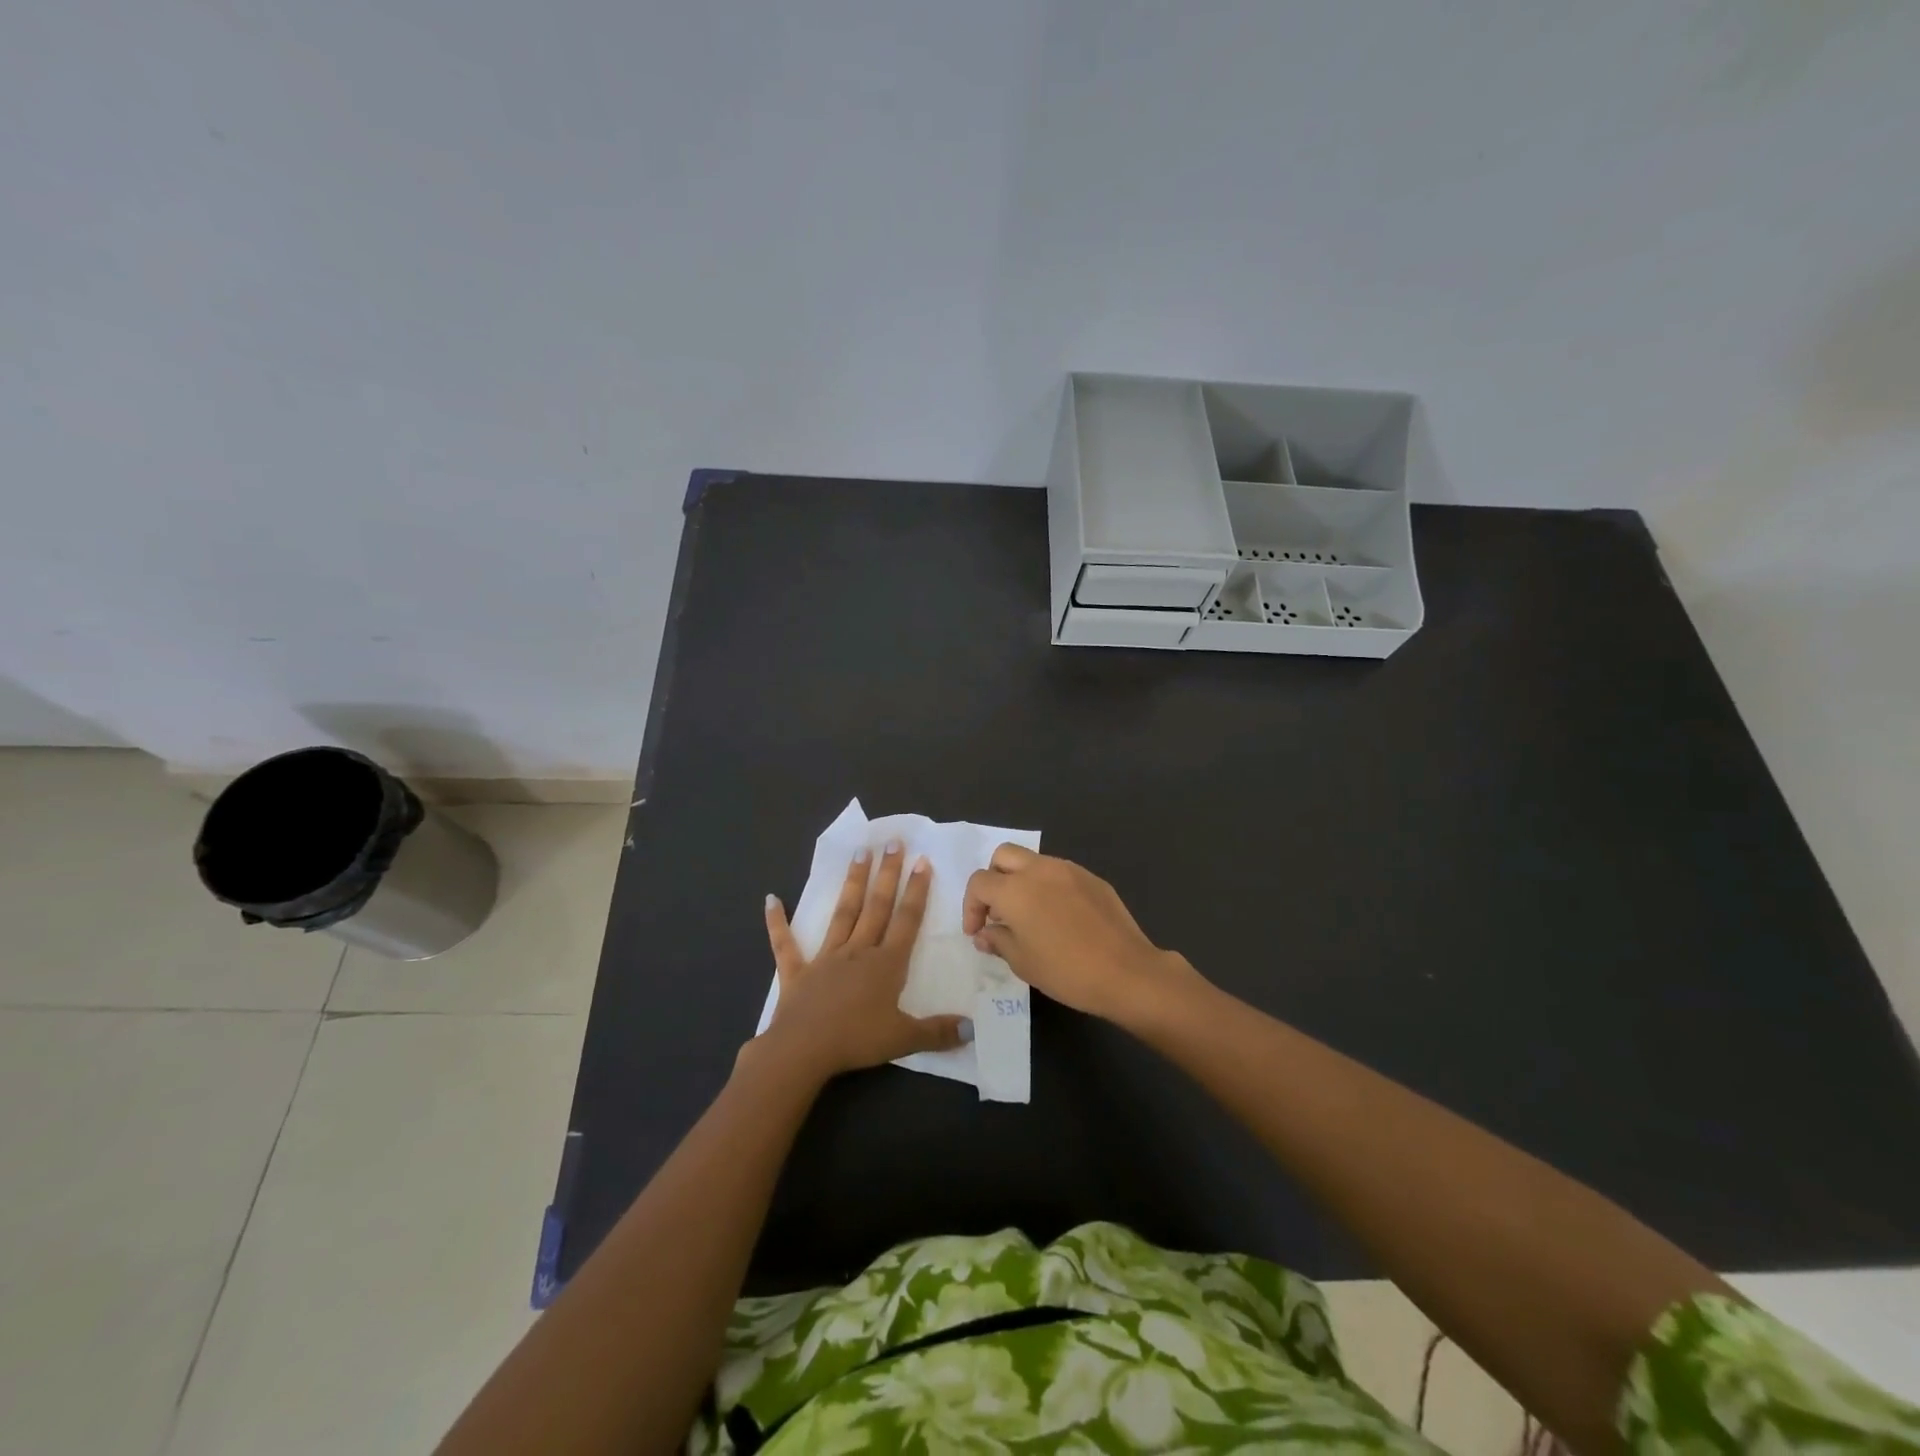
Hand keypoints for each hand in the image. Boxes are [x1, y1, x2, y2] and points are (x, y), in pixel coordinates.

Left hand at [756, 842, 968, 1081]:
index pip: (906, 920)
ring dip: (852, 883)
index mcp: (886, 964)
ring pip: (843, 913)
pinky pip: (785, 944)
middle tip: (893, 842)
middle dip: (887, 873)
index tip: (922, 861)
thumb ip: (937, 1032)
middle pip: (876, 906)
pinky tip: (771, 900)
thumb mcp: (904, 1039)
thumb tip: (972, 1028)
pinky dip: (777, 922)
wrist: (803, 1049)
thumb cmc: (856, 1041)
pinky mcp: (797, 972)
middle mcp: (858, 951)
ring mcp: (825, 958)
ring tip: (859, 853)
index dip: (916, 891)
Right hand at [963, 845, 1201, 1025]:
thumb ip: (998, 940)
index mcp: (1015, 889)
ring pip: (1033, 860)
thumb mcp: (1023, 963)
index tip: (978, 931)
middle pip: (1003, 856)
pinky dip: (1049, 886)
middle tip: (998, 910)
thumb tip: (985, 933)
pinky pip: (1060, 873)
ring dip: (1022, 880)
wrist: (1127, 972)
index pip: (980, 883)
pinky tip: (1059, 917)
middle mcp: (1039, 870)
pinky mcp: (1092, 878)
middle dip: (994, 879)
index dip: (971, 906)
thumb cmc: (1066, 971)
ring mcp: (1069, 870)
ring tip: (1029, 914)